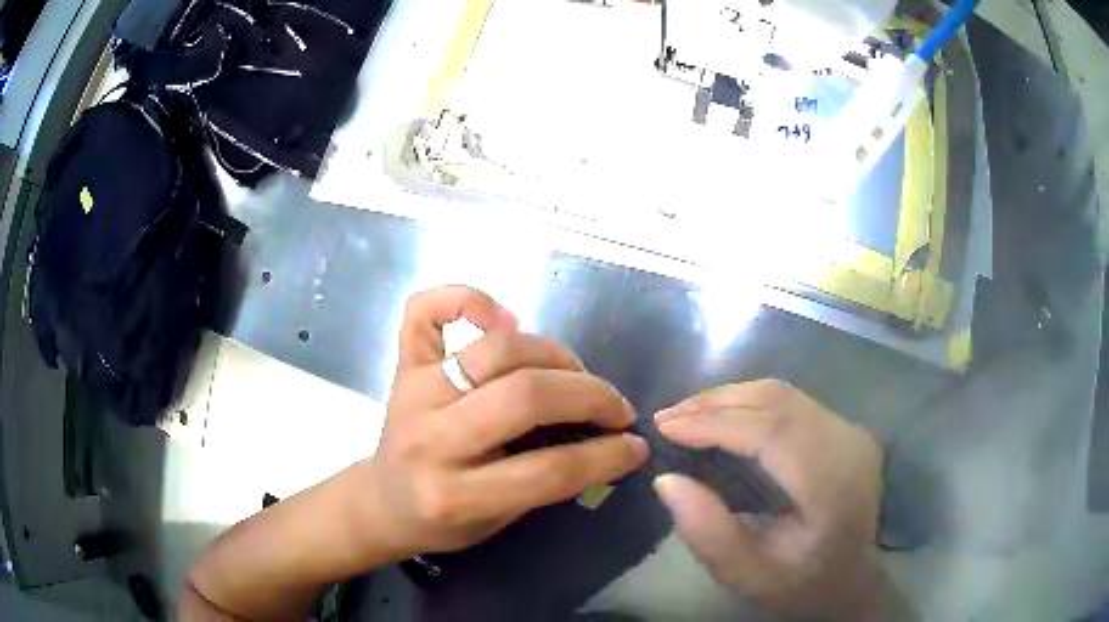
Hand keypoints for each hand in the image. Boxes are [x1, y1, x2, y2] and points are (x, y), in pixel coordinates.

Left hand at [358, 285, 648, 557]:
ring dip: (553, 354)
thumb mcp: (500, 520)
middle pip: (525, 397)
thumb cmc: (444, 520)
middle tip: (615, 407)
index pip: (548, 470)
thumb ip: (548, 481)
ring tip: (573, 373)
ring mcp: (413, 393)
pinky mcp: (403, 366)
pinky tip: (501, 318)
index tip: (636, 446)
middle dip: (589, 396)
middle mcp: (431, 439)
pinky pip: (425, 310)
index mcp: (454, 495)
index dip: (606, 456)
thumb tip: (608, 439)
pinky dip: (465, 297)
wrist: (383, 501)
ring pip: (495, 351)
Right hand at [651, 380, 885, 619]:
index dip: (715, 423)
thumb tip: (667, 479)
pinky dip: (748, 404)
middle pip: (777, 401)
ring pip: (782, 394)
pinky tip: (721, 419)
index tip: (664, 429)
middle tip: (666, 419)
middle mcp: (849, 444)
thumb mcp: (746, 576)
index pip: (772, 432)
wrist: (851, 580)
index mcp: (833, 484)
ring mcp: (850, 430)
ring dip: (729, 399)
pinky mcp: (843, 427)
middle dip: (715, 403)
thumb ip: (707, 533)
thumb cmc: (800, 585)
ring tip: (685, 416)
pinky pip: (790, 402)